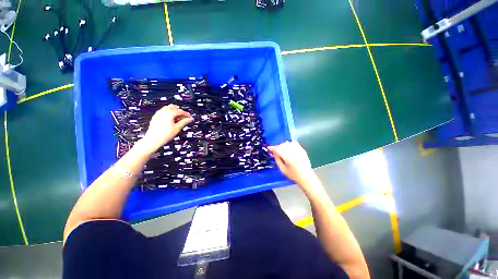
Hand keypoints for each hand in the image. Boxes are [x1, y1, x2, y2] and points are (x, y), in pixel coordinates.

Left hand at [140, 104, 193, 153]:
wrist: (153, 140)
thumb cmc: (164, 135)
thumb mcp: (177, 128)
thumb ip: (184, 122)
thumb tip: (190, 119)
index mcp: (169, 113)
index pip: (180, 111)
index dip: (186, 114)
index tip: (190, 117)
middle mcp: (163, 112)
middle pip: (174, 107)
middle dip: (180, 111)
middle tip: (184, 117)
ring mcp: (158, 114)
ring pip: (168, 108)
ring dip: (174, 112)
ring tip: (178, 119)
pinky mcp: (155, 117)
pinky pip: (163, 111)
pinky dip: (168, 113)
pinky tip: (171, 119)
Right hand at [268, 141, 316, 186]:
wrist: (306, 176)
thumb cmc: (293, 175)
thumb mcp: (282, 169)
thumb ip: (277, 160)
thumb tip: (274, 153)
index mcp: (288, 157)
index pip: (278, 149)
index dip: (272, 148)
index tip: (269, 148)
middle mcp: (293, 152)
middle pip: (282, 145)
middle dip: (278, 147)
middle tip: (275, 152)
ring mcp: (298, 150)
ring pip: (288, 143)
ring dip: (283, 146)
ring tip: (282, 150)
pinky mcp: (302, 149)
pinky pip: (294, 143)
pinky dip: (290, 145)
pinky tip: (289, 149)